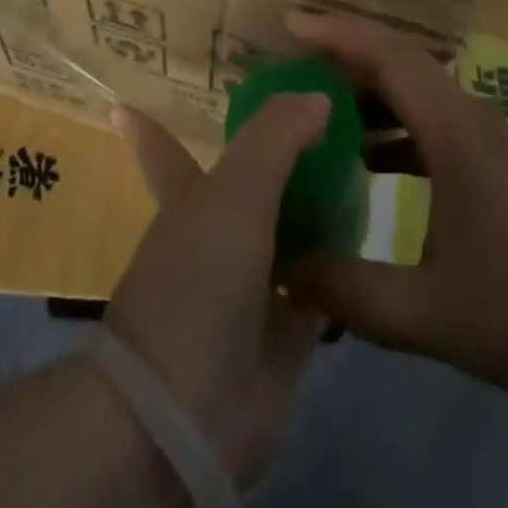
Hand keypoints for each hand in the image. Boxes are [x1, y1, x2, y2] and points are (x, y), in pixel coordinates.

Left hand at [106, 96, 329, 489]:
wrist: (191, 412)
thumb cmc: (198, 280)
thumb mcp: (233, 192)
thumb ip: (275, 138)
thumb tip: (318, 96)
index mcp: (189, 198)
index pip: (164, 148)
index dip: (150, 126)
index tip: (133, 98)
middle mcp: (219, 235)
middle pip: (252, 184)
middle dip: (281, 155)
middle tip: (326, 120)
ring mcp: (252, 285)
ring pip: (291, 232)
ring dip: (320, 206)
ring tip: (368, 165)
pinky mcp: (286, 333)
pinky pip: (321, 288)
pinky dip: (342, 267)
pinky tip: (374, 237)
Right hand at [284, 12, 507, 417]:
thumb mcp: (431, 315)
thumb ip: (350, 292)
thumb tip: (284, 270)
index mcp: (457, 134)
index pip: (390, 57)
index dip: (337, 33)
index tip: (289, 27)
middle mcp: (476, 124)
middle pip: (402, 70)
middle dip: (343, 65)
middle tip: (290, 79)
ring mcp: (498, 147)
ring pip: (421, 101)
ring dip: (371, 103)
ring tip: (321, 124)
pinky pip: (439, 131)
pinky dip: (397, 136)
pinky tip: (373, 172)